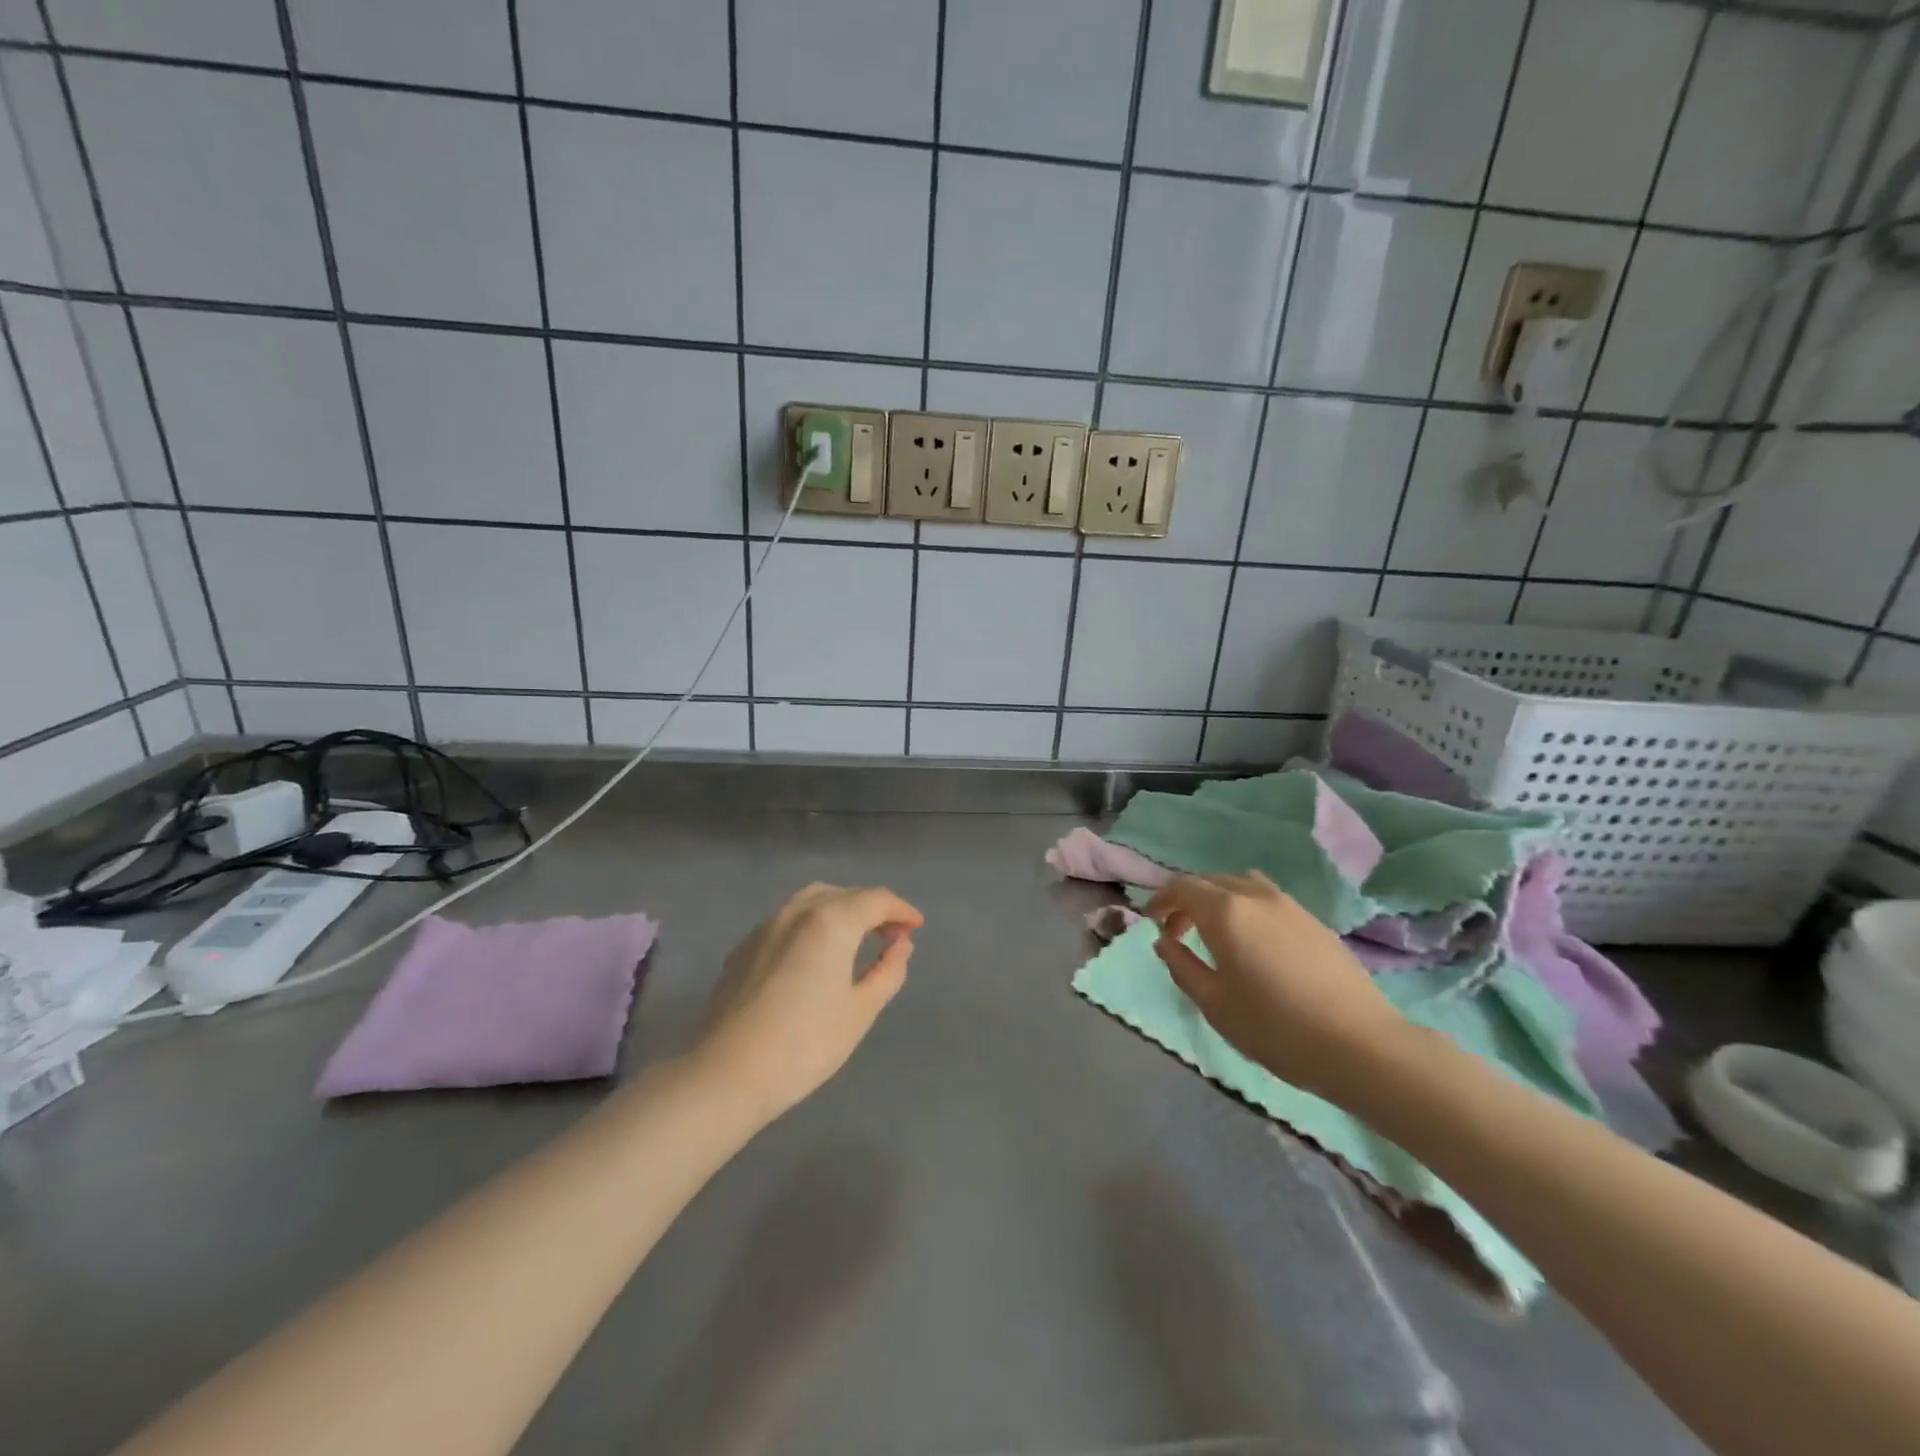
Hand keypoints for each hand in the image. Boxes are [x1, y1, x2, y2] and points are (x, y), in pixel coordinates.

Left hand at [694, 883, 923, 1120]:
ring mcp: (765, 926)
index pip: (876, 900)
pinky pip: (786, 921)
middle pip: (844, 894)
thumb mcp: (861, 1010)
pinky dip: (811, 924)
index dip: (901, 910)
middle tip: (891, 935)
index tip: (916, 926)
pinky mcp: (743, 947)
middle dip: (872, 908)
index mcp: (831, 920)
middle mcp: (797, 911)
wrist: (729, 1072)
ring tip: (855, 938)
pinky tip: (814, 955)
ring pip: (811, 900)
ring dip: (840, 910)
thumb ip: (888, 970)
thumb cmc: (806, 1043)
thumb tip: (900, 945)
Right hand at [1145, 872, 1409, 1103]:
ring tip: (1214, 931)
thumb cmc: (1275, 1027)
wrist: (1359, 1045)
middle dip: (1185, 900)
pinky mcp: (1313, 920)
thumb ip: (1181, 966)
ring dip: (1218, 899)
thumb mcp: (1214, 1003)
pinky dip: (1245, 907)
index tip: (1150, 922)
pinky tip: (1253, 942)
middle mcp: (1254, 895)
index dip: (1159, 900)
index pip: (1181, 887)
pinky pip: (1266, 898)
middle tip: (1176, 932)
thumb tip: (1165, 942)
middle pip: (1209, 881)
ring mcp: (1288, 904)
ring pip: (1240, 884)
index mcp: (1225, 911)